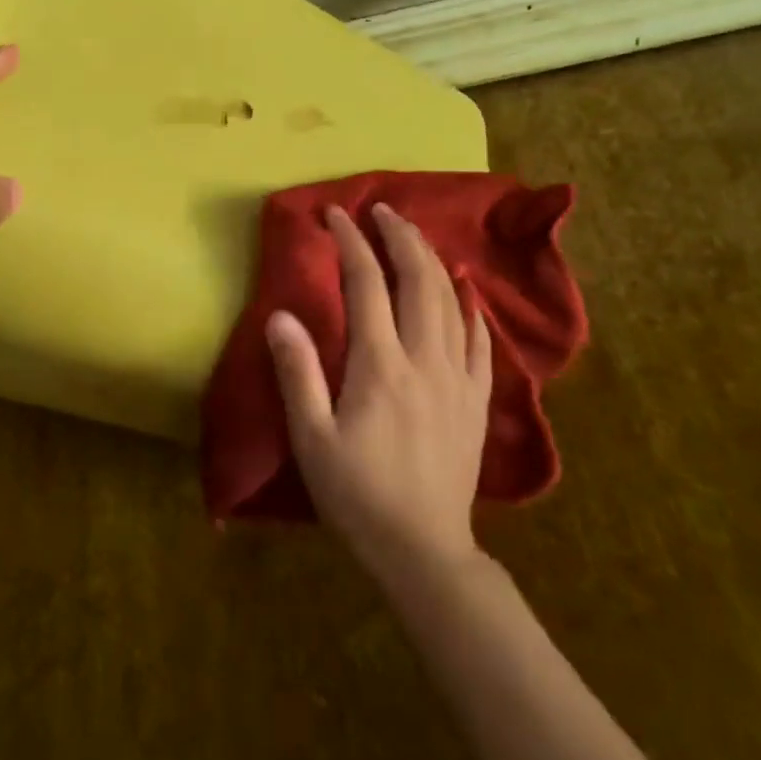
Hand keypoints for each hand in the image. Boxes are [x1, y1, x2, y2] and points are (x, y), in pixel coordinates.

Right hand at [265, 203, 492, 588]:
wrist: (423, 549)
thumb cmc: (357, 494)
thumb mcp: (312, 438)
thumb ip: (297, 372)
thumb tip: (280, 314)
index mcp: (380, 366)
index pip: (367, 286)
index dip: (352, 243)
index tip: (336, 215)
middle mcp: (424, 360)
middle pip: (418, 281)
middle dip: (400, 237)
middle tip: (381, 210)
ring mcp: (457, 378)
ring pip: (452, 302)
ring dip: (432, 261)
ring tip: (414, 236)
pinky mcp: (475, 400)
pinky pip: (480, 341)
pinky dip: (470, 307)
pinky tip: (465, 291)